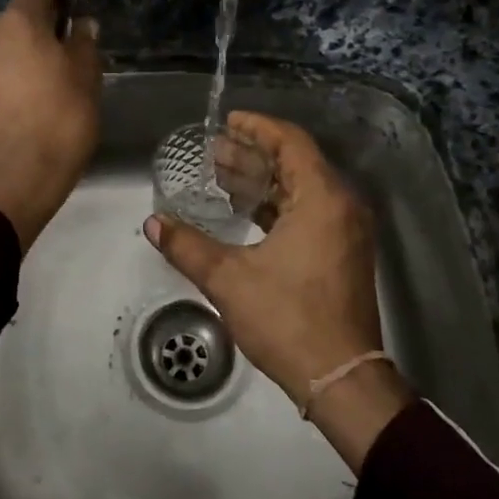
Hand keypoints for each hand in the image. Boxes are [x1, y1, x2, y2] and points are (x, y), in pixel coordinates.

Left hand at [0, 0, 101, 251]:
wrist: (14, 181)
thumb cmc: (60, 123)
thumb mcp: (87, 79)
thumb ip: (83, 42)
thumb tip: (81, 24)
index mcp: (17, 23)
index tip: (67, 5)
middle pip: (11, 22)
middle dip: (31, 33)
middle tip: (55, 61)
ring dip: (9, 59)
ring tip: (31, 91)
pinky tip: (11, 110)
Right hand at [144, 111, 411, 471]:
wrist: (340, 378)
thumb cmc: (288, 320)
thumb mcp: (229, 280)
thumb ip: (187, 246)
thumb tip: (152, 223)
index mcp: (322, 199)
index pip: (291, 142)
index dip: (258, 127)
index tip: (227, 121)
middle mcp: (341, 206)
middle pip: (296, 163)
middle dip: (254, 154)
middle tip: (214, 150)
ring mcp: (346, 231)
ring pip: (302, 189)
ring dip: (264, 180)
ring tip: (222, 175)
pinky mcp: (343, 253)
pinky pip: (309, 211)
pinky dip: (278, 205)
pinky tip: (246, 212)